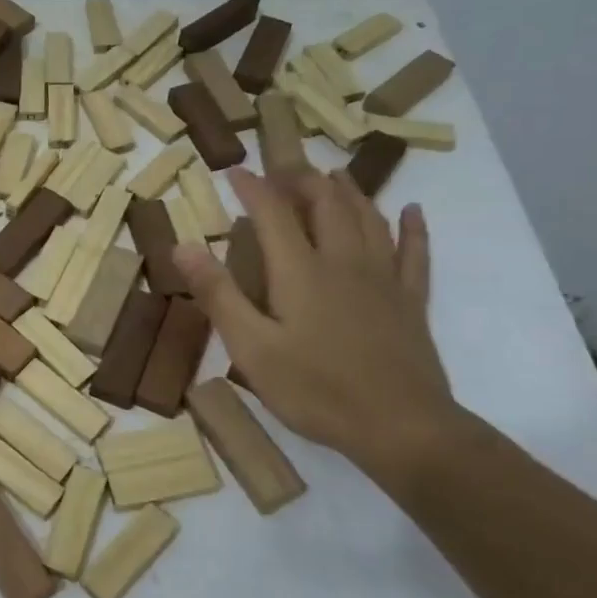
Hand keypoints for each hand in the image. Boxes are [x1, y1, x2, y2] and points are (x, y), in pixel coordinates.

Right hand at [173, 168, 457, 482]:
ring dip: (348, 191)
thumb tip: (182, 245)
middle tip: (282, 169)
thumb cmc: (316, 390)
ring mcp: (383, 279)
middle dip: (302, 180)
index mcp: (300, 271)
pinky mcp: (410, 302)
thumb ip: (218, 294)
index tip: (234, 170)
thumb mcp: (251, 347)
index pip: (273, 213)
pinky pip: (414, 252)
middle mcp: (343, 262)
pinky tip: (412, 211)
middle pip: (326, 204)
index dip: (254, 187)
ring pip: (368, 218)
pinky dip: (412, 227)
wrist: (402, 428)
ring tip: (332, 175)